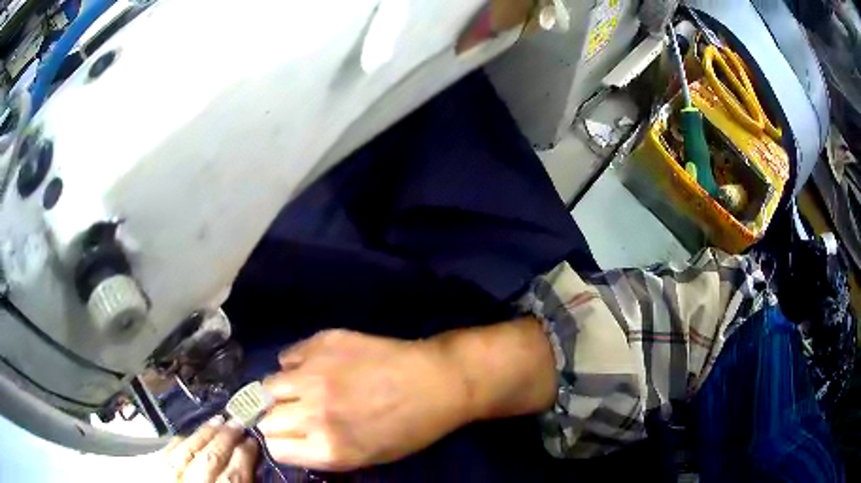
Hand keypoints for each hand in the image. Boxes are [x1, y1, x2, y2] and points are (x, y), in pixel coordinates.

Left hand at [165, 415, 258, 481]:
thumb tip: (251, 470)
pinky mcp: (155, 471)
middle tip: (237, 421)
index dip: (245, 455)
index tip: (252, 440)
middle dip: (226, 438)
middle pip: (212, 458)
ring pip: (189, 450)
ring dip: (205, 433)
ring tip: (217, 420)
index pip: (234, 476)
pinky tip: (189, 434)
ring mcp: (171, 477)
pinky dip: (180, 441)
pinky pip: (168, 452)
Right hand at [258, 329, 470, 471]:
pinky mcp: (322, 343)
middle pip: (266, 418)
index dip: (283, 443)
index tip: (291, 438)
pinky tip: (316, 367)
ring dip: (282, 391)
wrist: (438, 382)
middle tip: (296, 414)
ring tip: (302, 389)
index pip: (275, 448)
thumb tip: (291, 440)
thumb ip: (323, 453)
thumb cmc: (410, 428)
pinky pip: (287, 356)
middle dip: (278, 419)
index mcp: (328, 448)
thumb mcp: (368, 457)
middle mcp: (313, 413)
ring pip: (268, 385)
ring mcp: (314, 375)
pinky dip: (295, 364)